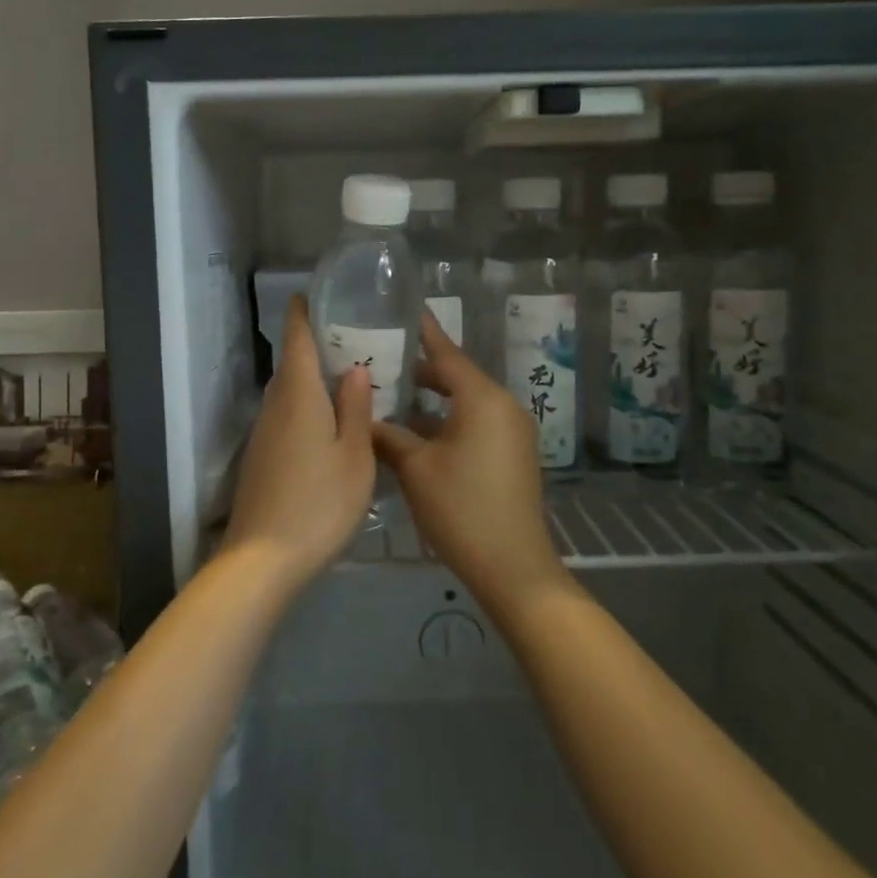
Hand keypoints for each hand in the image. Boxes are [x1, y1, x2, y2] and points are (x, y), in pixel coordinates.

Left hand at [223, 295, 375, 588]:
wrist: (264, 558)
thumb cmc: (319, 502)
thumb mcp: (354, 455)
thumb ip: (355, 408)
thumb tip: (353, 367)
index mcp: (299, 395)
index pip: (296, 339)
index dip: (302, 312)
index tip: (313, 294)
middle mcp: (275, 406)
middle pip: (291, 364)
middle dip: (315, 345)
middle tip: (352, 338)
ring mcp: (264, 433)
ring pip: (288, 392)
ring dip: (311, 378)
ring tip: (347, 377)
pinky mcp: (262, 458)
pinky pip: (286, 416)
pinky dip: (306, 406)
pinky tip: (329, 422)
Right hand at [371, 309, 570, 616]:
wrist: (513, 567)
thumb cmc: (461, 508)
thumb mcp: (416, 469)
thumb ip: (388, 435)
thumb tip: (363, 417)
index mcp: (483, 399)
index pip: (447, 353)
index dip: (423, 332)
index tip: (404, 311)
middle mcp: (503, 406)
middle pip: (457, 376)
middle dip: (421, 371)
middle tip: (382, 361)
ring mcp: (512, 431)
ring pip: (466, 402)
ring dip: (433, 400)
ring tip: (392, 396)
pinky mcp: (513, 454)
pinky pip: (476, 423)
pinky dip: (448, 421)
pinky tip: (416, 433)